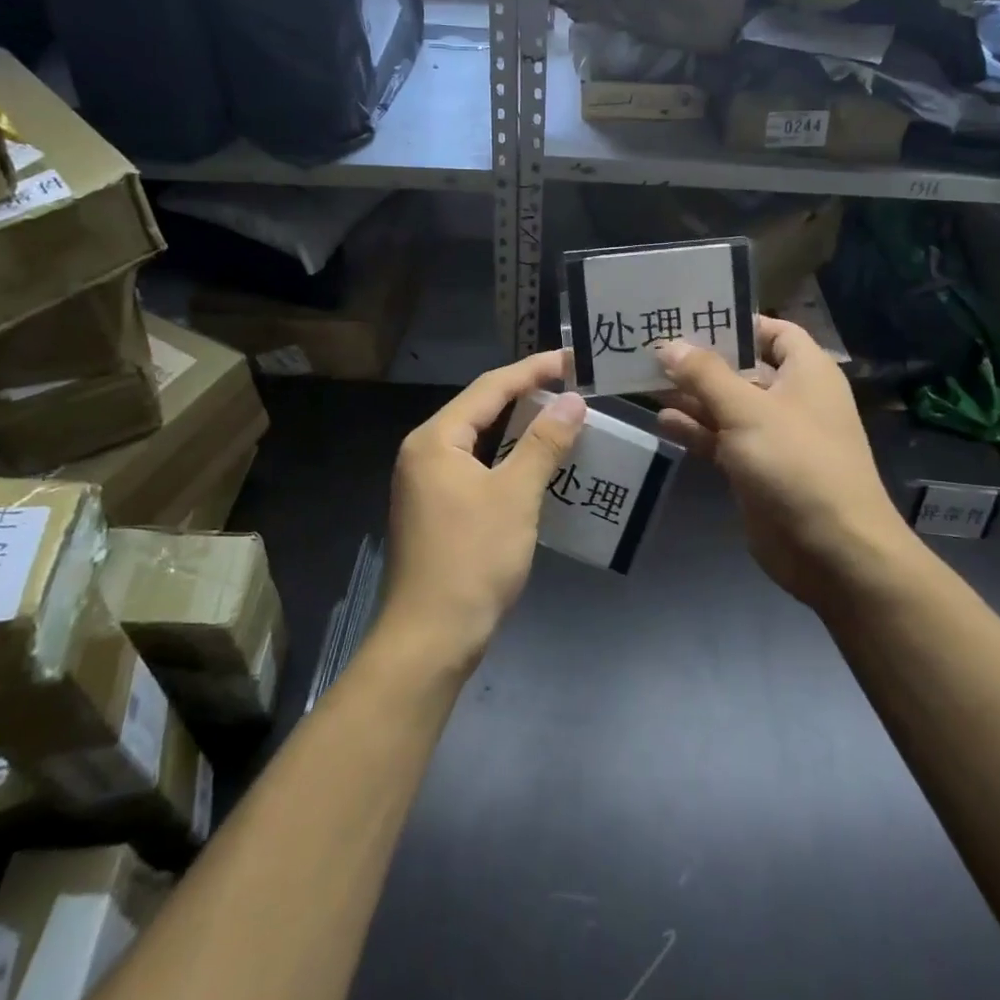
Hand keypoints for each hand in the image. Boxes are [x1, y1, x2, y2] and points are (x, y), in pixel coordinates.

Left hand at [385, 351, 586, 666]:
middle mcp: (425, 452)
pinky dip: (510, 459)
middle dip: (528, 396)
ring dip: (521, 428)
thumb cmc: (472, 560)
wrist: (431, 639)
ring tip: (564, 417)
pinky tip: (540, 463)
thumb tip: (573, 401)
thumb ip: (544, 443)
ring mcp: (428, 482)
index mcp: (436, 439)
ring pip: (482, 440)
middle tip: (573, 386)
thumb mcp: (515, 496)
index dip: (533, 370)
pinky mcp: (439, 508)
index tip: (572, 359)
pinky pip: (479, 467)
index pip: (490, 387)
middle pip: (482, 409)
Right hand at [656, 317, 912, 610]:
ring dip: (692, 396)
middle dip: (700, 360)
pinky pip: (722, 439)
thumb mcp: (747, 410)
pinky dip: (696, 430)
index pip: (772, 330)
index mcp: (806, 372)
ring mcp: (773, 436)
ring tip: (645, 381)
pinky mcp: (756, 469)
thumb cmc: (796, 463)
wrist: (832, 551)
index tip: (689, 316)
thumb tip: (668, 344)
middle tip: (651, 347)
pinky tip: (663, 421)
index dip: (736, 321)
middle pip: (742, 368)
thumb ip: (705, 374)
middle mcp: (791, 398)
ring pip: (727, 405)